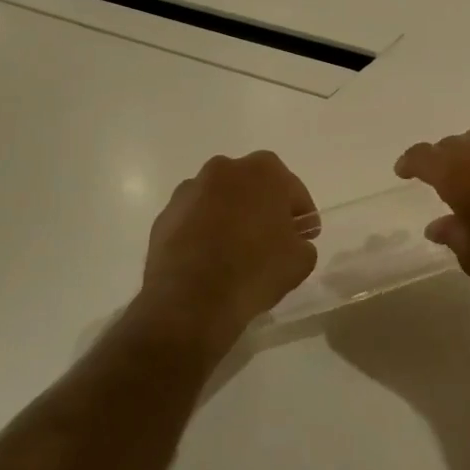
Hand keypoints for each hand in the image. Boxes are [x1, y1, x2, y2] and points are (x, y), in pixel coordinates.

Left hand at [133, 151, 318, 353]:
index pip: (292, 190)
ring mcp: (189, 191)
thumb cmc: (256, 270)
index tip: (305, 236)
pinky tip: (210, 260)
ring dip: (230, 217)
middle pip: (253, 187)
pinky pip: (194, 219)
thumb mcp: (302, 260)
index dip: (301, 215)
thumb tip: (291, 240)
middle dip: (264, 208)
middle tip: (272, 240)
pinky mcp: (164, 216)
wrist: (191, 300)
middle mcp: (224, 169)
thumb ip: (301, 241)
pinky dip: (204, 232)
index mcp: (263, 171)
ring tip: (236, 252)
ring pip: (220, 200)